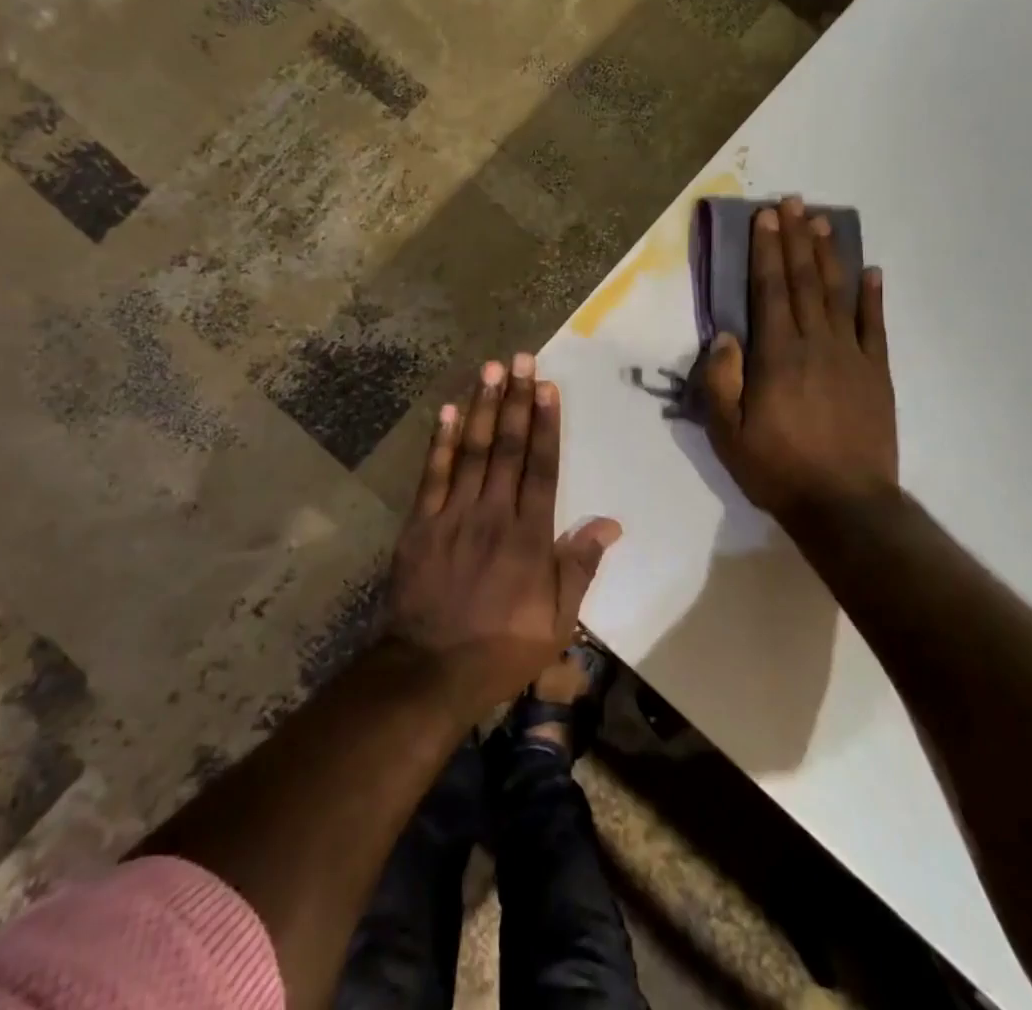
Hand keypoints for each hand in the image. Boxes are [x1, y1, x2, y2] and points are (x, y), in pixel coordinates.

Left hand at [384, 355, 620, 715]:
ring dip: (481, 407)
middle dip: (515, 400)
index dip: (546, 424)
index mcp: (529, 536)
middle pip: (506, 448)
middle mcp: (493, 514)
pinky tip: (447, 411)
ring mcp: (453, 516)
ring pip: (470, 451)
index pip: (542, 467)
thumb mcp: (558, 621)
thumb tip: (611, 523)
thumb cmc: (502, 648)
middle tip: (520, 359)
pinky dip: (440, 441)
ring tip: (490, 369)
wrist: (430, 672)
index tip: (548, 386)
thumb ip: (581, 567)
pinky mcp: (420, 524)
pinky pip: (432, 475)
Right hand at [700, 197, 898, 528]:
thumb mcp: (728, 433)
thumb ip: (721, 380)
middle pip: (804, 281)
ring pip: (839, 294)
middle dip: (795, 238)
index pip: (770, 290)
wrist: (846, 505)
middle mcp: (816, 344)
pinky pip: (875, 326)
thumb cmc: (778, 469)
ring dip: (830, 255)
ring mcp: (852, 356)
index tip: (766, 217)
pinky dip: (873, 297)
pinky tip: (872, 271)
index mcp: (778, 355)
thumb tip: (725, 335)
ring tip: (822, 221)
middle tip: (792, 202)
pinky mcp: (877, 374)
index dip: (766, 251)